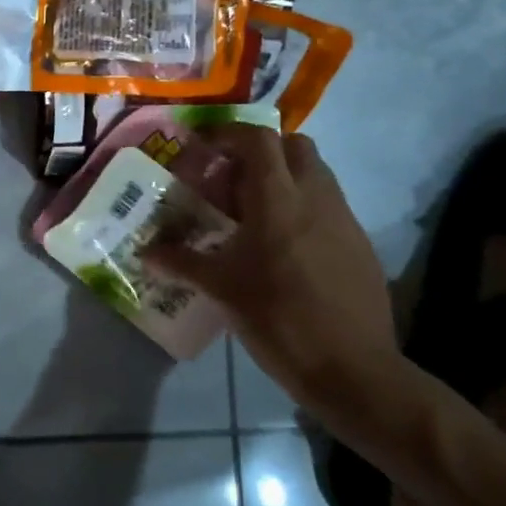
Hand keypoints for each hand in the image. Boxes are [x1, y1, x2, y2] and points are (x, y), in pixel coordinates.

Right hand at [148, 127, 402, 421]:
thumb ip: (181, 262)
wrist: (353, 371)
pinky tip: (283, 245)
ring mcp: (344, 219)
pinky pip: (328, 204)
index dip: (228, 134)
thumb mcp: (221, 289)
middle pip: (293, 144)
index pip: (258, 138)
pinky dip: (303, 206)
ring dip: (283, 177)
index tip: (204, 149)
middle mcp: (316, 197)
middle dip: (260, 150)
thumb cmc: (278, 319)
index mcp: (278, 199)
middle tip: (231, 178)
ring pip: (315, 173)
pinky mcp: (360, 243)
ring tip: (253, 212)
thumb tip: (145, 252)